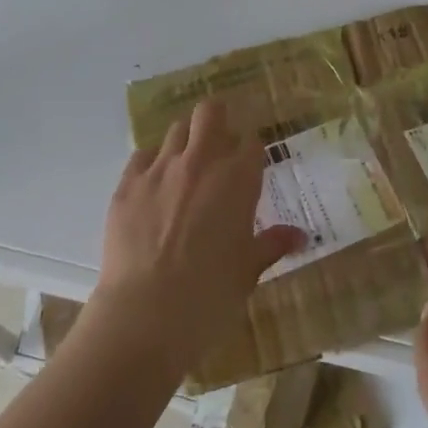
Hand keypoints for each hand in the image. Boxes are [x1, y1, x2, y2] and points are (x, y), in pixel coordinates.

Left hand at [93, 99, 305, 374]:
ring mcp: (160, 169)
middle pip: (210, 113)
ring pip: (176, 129)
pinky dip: (152, 162)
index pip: (251, 142)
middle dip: (217, 120)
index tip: (249, 164)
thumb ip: (272, 244)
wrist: (146, 314)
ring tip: (186, 165)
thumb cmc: (210, 295)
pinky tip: (154, 184)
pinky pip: (142, 155)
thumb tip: (299, 236)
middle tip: (218, 143)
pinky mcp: (127, 183)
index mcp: (238, 180)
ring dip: (186, 140)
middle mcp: (200, 162)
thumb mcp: (248, 271)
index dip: (251, 150)